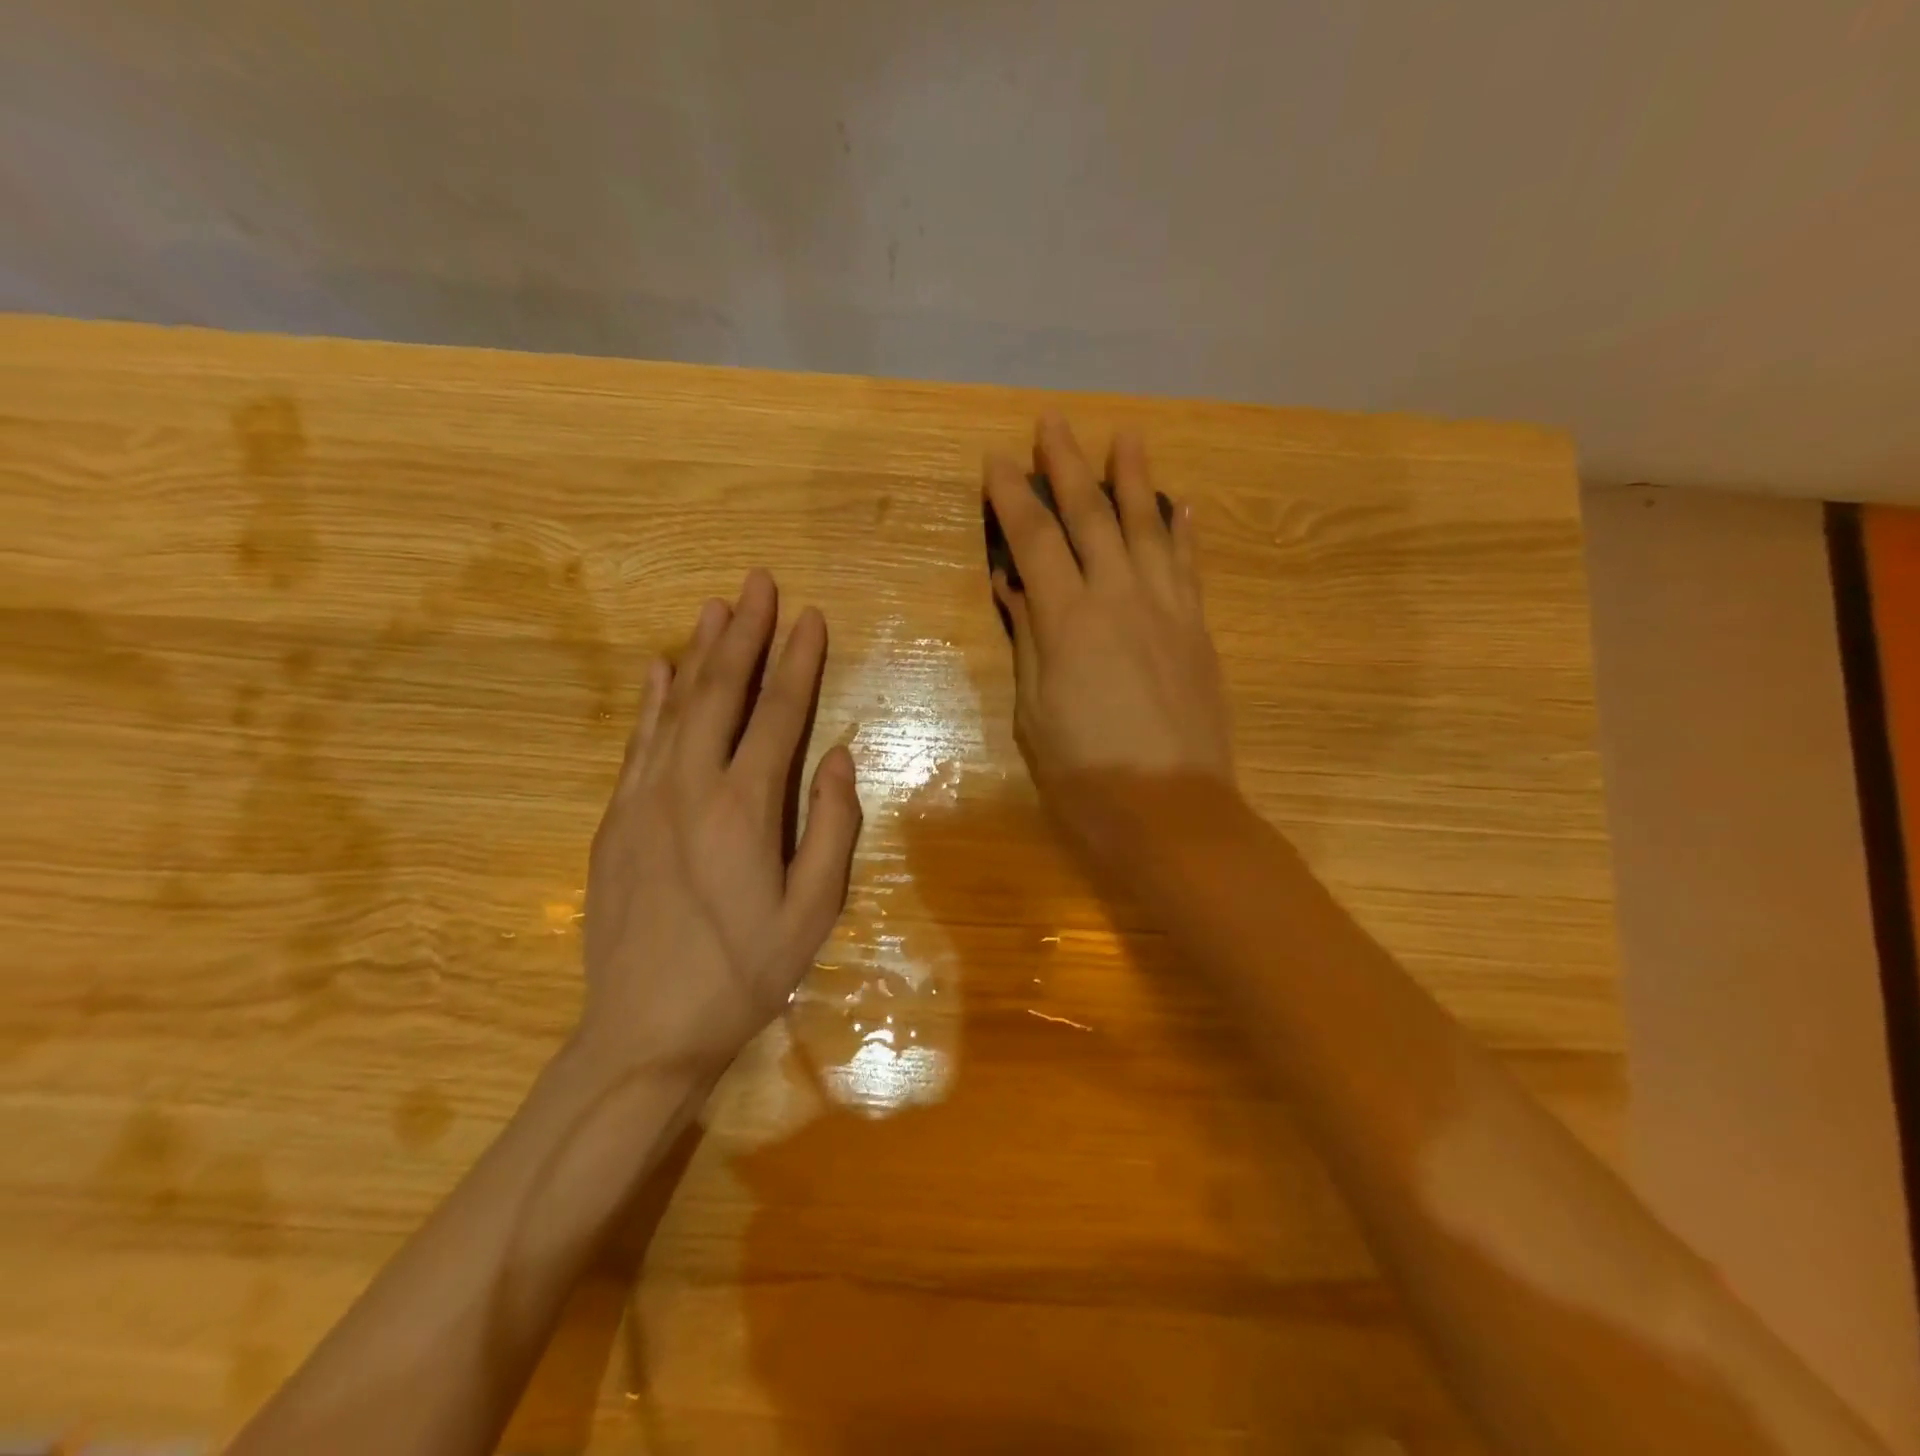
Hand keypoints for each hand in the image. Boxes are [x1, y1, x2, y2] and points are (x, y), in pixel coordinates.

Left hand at [576, 570, 861, 1083]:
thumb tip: (841, 756)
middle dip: (745, 633)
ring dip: (700, 652)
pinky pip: (638, 743)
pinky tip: (659, 670)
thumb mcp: (813, 910)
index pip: (778, 714)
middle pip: (721, 692)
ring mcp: (643, 799)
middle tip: (758, 582)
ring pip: (676, 707)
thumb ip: (832, 826)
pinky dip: (653, 701)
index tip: (810, 617)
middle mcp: (690, 787)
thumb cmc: (744, 973)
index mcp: (745, 808)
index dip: (798, 661)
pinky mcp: (615, 819)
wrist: (644, 1030)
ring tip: (716, 606)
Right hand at [986, 417, 1233, 809]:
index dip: (1013, 498)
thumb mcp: (1036, 713)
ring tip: (1126, 437)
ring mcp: (1167, 611)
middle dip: (1069, 467)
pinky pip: (1189, 568)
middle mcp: (1119, 599)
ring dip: (1135, 479)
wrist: (1171, 812)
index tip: (997, 461)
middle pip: (1092, 518)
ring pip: (1149, 528)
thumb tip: (1015, 587)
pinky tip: (1181, 506)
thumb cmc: (1086, 774)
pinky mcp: (1197, 632)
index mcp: (1069, 621)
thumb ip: (1030, 642)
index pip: (1035, 541)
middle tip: (1053, 423)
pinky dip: (1183, 532)